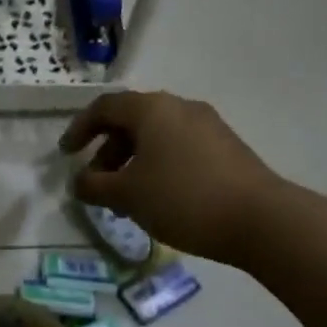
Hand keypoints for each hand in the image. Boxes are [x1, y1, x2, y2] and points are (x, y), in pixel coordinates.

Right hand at [59, 92, 281, 258]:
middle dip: (107, 150)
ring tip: (126, 198)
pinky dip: (158, 166)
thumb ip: (94, 186)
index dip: (79, 128)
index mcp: (151, 109)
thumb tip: (79, 182)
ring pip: (156, 136)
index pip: (104, 107)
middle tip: (97, 182)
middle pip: (131, 121)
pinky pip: (179, 148)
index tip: (67, 155)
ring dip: (132, 161)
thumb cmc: (182, 198)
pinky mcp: (226, 147)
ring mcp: (207, 126)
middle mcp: (179, 107)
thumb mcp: (127, 195)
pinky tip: (158, 199)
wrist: (260, 219)